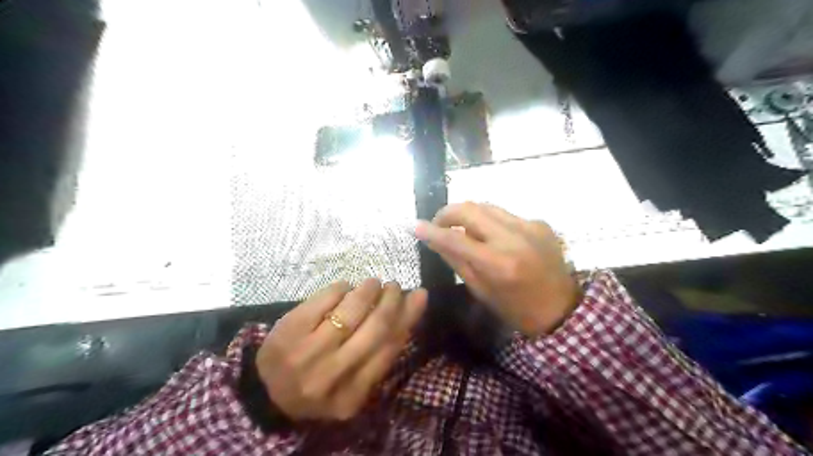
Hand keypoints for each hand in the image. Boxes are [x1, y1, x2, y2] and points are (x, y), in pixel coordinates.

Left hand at [256, 280, 427, 421]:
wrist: (267, 391)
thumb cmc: (320, 383)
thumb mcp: (352, 382)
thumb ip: (380, 352)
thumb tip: (410, 307)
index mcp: (352, 396)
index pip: (389, 349)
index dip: (408, 317)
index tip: (418, 295)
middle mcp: (331, 377)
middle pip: (375, 329)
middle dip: (391, 300)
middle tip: (394, 286)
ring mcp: (307, 355)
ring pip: (351, 311)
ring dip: (368, 290)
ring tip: (372, 284)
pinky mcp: (288, 331)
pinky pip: (324, 300)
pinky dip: (340, 289)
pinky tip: (345, 288)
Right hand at [419, 201, 577, 333]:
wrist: (562, 308)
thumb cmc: (516, 309)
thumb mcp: (481, 290)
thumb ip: (456, 260)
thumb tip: (433, 238)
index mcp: (498, 263)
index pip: (455, 239)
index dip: (431, 230)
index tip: (414, 225)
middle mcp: (514, 238)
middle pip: (470, 209)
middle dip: (447, 212)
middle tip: (438, 224)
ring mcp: (530, 226)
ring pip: (487, 206)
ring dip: (468, 214)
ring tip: (460, 228)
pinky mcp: (539, 222)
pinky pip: (505, 214)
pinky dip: (490, 221)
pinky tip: (490, 236)